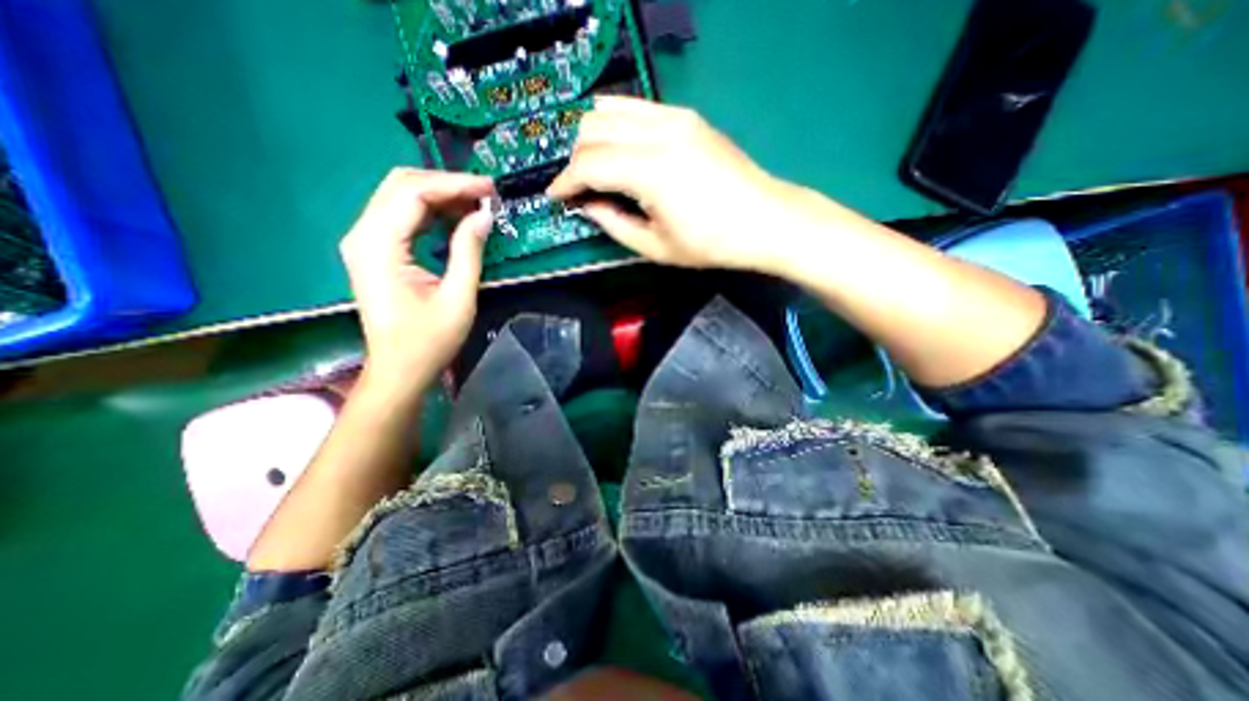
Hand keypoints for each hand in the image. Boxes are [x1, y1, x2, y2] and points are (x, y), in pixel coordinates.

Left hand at [343, 167, 499, 396]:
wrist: (399, 368)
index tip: (489, 188)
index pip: (413, 193)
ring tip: (476, 204)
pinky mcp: (374, 250)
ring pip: (400, 196)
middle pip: (401, 185)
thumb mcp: (458, 298)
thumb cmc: (429, 340)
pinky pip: (401, 216)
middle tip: (485, 194)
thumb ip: (468, 251)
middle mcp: (363, 235)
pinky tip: (456, 218)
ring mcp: (365, 241)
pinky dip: (430, 211)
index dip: (454, 184)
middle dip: (446, 184)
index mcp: (379, 246)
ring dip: (440, 195)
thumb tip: (484, 215)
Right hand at [550, 95, 804, 271]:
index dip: (565, 182)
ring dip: (593, 138)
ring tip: (595, 168)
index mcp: (650, 171)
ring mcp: (675, 118)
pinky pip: (636, 108)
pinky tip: (619, 148)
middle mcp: (659, 132)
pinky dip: (616, 125)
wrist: (765, 221)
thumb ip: (614, 224)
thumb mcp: (656, 247)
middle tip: (578, 188)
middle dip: (576, 158)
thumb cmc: (712, 244)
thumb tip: (587, 205)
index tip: (555, 197)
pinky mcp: (687, 116)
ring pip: (611, 109)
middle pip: (593, 128)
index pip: (589, 164)